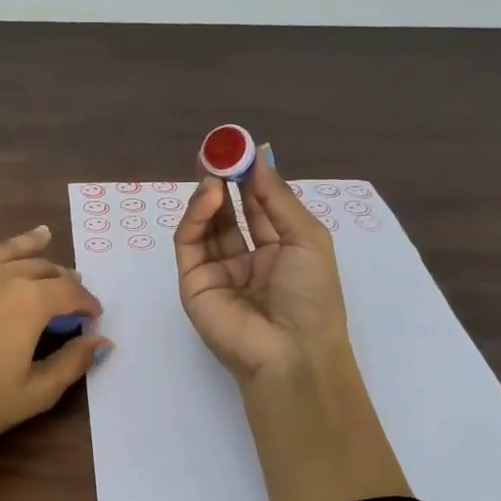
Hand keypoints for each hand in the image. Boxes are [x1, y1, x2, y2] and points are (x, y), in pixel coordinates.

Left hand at [0, 193, 107, 500]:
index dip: (86, 301)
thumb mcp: (35, 394)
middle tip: (69, 289)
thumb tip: (103, 340)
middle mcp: (0, 277)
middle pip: (40, 269)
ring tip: (44, 235)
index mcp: (30, 303)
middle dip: (61, 278)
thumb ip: (73, 362)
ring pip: (4, 251)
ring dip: (28, 245)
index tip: (93, 313)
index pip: (69, 292)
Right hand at [175, 146, 410, 500]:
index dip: (250, 177)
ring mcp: (217, 271)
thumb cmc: (311, 296)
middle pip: (228, 212)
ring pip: (205, 225)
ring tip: (214, 171)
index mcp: (278, 251)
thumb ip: (276, 196)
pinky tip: (209, 196)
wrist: (291, 352)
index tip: (242, 148)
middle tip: (217, 150)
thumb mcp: (306, 237)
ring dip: (209, 195)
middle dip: (223, 180)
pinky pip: (189, 243)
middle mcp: (246, 259)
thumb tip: (261, 154)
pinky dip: (195, 216)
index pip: (258, 206)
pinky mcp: (193, 282)